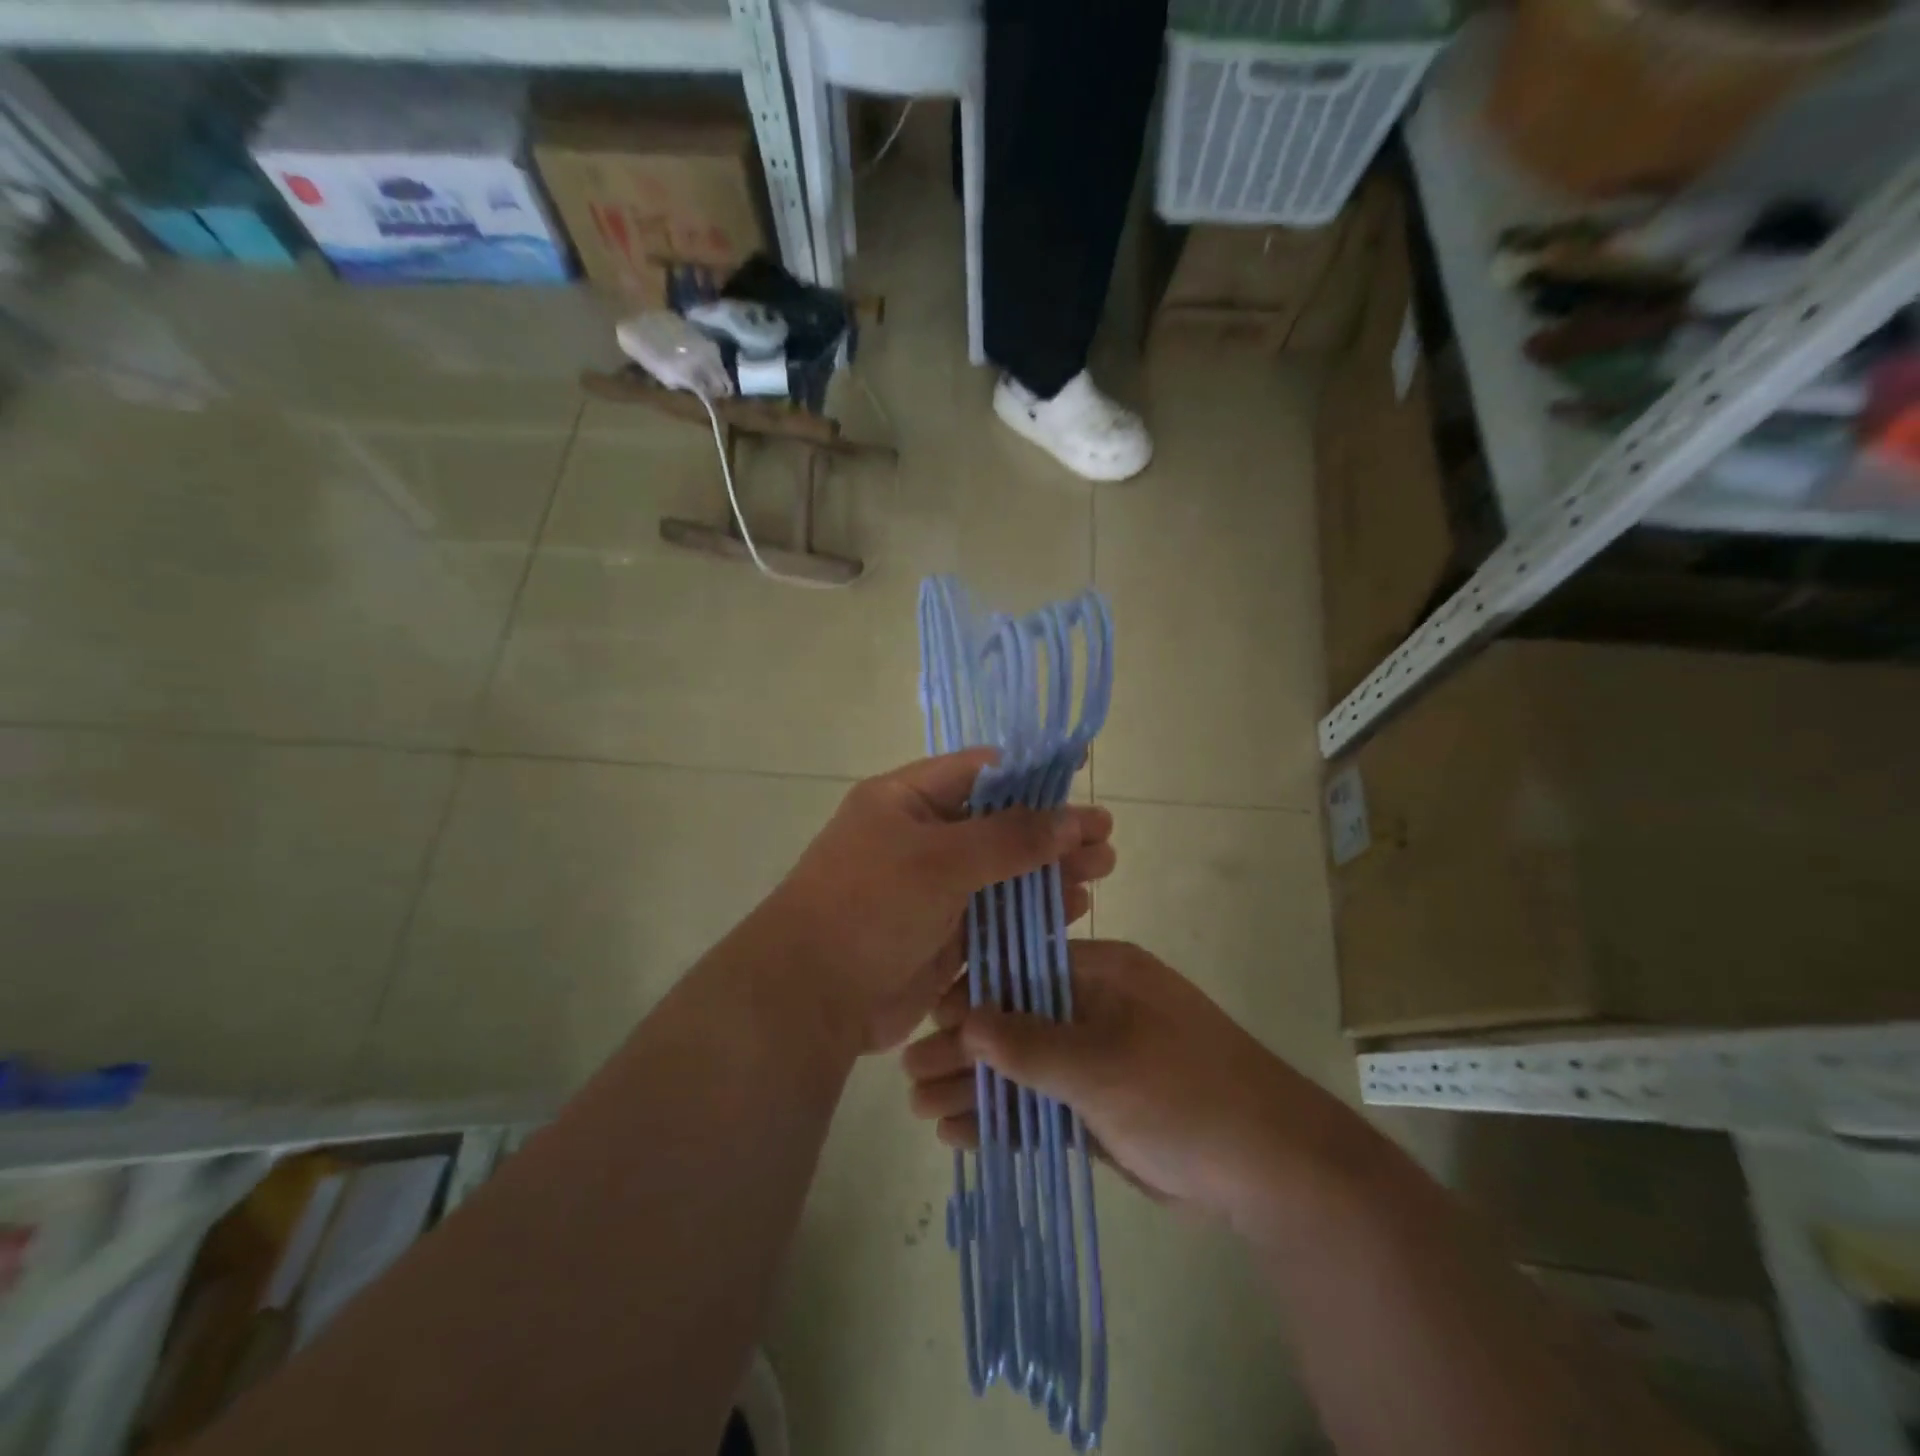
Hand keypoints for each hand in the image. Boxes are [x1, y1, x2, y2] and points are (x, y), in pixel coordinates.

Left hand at [760, 750, 1114, 1055]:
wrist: (812, 997)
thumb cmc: (870, 906)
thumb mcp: (940, 860)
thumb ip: (1010, 838)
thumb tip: (1073, 818)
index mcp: (904, 800)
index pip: (977, 773)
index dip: (1030, 777)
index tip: (1080, 782)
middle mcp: (919, 838)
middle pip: (997, 824)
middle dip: (1051, 830)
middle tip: (1105, 839)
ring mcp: (931, 889)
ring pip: (1002, 871)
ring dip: (1049, 871)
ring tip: (1101, 871)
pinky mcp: (943, 934)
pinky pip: (995, 913)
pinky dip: (1031, 909)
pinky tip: (1073, 908)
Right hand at [901, 940, 1315, 1225]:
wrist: (1272, 1172)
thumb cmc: (1186, 1093)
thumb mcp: (1103, 1063)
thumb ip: (1030, 1043)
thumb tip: (963, 1018)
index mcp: (1104, 974)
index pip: (1023, 970)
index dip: (973, 993)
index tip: (928, 1022)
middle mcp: (1097, 1008)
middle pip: (1016, 1021)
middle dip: (965, 1049)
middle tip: (910, 1075)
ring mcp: (1100, 1059)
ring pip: (1025, 1067)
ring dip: (978, 1087)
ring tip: (922, 1110)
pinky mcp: (1102, 1107)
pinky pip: (1043, 1104)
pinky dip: (1007, 1118)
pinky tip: (962, 1134)